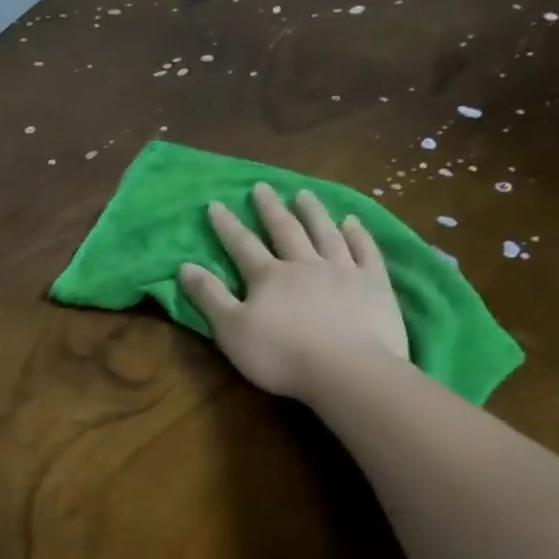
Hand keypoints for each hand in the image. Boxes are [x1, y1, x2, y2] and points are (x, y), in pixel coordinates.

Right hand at [177, 185, 409, 399]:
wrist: (347, 370)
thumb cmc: (281, 355)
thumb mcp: (231, 330)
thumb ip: (209, 297)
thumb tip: (185, 266)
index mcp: (268, 277)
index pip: (242, 245)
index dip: (227, 225)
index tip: (216, 204)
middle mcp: (304, 264)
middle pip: (285, 230)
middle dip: (270, 209)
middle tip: (262, 187)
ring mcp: (343, 271)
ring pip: (325, 233)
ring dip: (313, 212)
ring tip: (304, 194)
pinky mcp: (374, 284)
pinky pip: (365, 251)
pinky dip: (358, 234)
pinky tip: (352, 221)